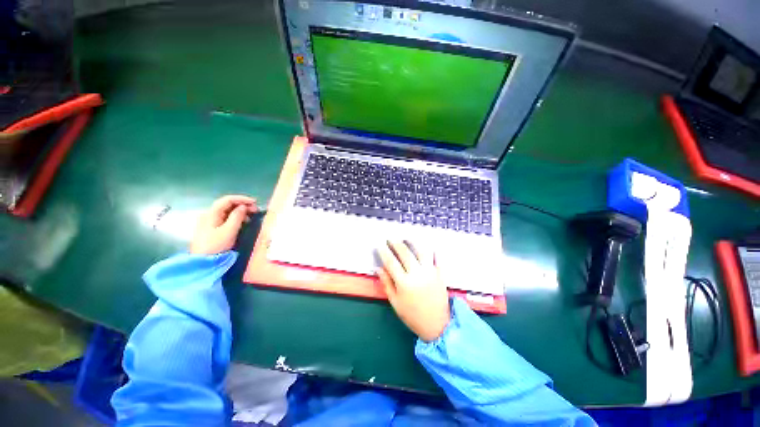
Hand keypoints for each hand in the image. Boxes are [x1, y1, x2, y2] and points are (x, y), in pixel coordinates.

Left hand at [190, 195, 257, 254]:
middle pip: (227, 205)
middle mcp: (209, 215)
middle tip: (256, 210)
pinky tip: (243, 222)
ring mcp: (210, 222)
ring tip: (251, 216)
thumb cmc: (216, 245)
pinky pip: (226, 218)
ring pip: (227, 211)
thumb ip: (237, 217)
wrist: (203, 262)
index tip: (255, 202)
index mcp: (211, 213)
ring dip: (240, 211)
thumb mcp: (229, 231)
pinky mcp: (212, 228)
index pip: (227, 200)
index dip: (242, 199)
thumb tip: (244, 207)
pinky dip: (236, 217)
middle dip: (242, 205)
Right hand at [377, 240, 449, 341]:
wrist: (437, 325)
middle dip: (396, 243)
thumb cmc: (412, 315)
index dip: (384, 252)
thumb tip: (378, 268)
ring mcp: (430, 272)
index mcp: (404, 283)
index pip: (391, 262)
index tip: (380, 245)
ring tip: (407, 238)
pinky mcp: (440, 274)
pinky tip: (427, 246)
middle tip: (390, 239)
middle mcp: (417, 274)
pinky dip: (432, 250)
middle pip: (405, 253)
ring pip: (421, 251)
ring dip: (413, 242)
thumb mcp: (395, 302)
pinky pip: (437, 258)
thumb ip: (387, 284)